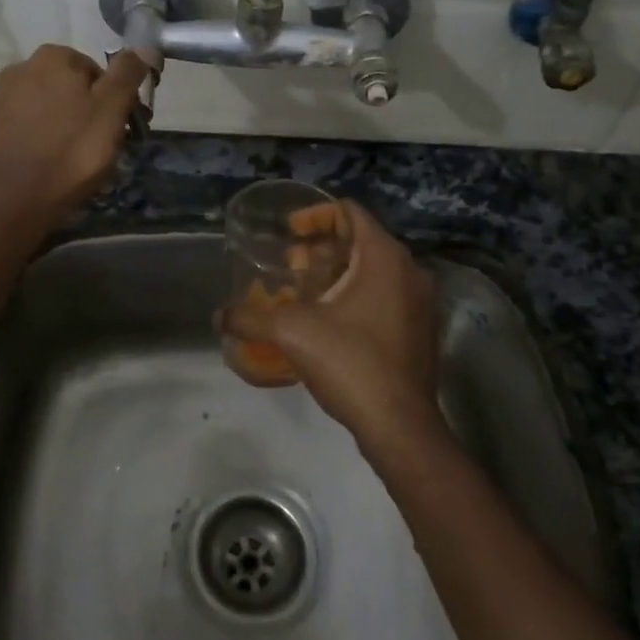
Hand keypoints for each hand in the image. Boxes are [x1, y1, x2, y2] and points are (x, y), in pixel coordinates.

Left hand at [0, 45, 149, 225]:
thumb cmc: (73, 151)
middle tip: (96, 143)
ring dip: (54, 123)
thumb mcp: (112, 110)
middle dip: (80, 108)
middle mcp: (18, 70)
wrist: (16, 201)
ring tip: (68, 158)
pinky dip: (29, 141)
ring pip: (37, 107)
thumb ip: (128, 74)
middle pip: (63, 86)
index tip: (118, 125)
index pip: (93, 70)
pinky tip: (40, 164)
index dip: (110, 98)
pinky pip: (15, 131)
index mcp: (52, 59)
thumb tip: (144, 47)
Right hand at [220, 201, 443, 448]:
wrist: (400, 427)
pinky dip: (354, 296)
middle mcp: (410, 271)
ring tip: (302, 293)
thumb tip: (219, 317)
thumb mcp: (292, 333)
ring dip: (336, 274)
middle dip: (321, 248)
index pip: (350, 212)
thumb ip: (251, 318)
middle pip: (361, 241)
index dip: (315, 215)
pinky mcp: (420, 330)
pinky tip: (327, 321)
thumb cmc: (351, 363)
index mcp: (385, 257)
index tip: (288, 232)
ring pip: (373, 271)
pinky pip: (384, 296)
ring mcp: (420, 303)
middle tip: (290, 264)